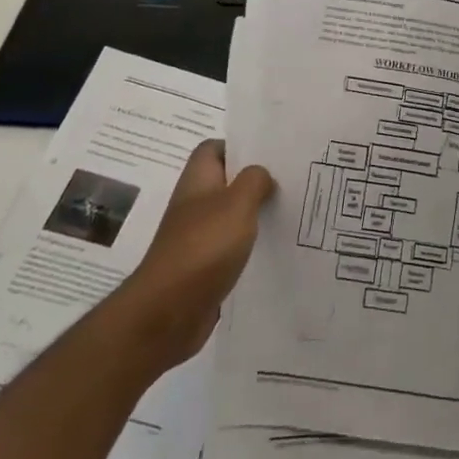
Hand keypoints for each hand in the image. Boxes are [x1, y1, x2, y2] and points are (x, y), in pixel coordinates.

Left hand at [116, 140, 273, 371]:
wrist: (168, 312)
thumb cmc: (203, 247)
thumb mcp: (237, 203)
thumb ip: (254, 181)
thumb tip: (262, 176)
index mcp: (197, 180)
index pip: (214, 149)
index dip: (239, 146)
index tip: (270, 152)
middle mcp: (195, 205)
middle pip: (226, 182)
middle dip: (255, 181)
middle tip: (290, 180)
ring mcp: (197, 237)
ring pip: (231, 216)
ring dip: (255, 215)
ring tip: (290, 212)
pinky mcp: (204, 268)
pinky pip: (231, 248)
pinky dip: (250, 247)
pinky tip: (275, 250)